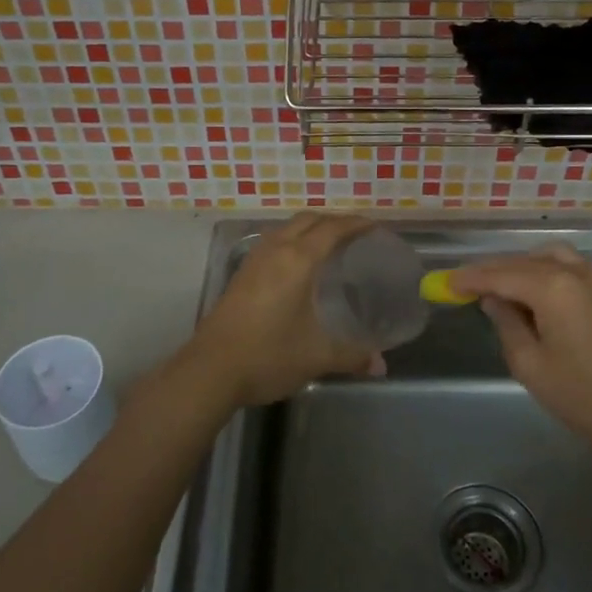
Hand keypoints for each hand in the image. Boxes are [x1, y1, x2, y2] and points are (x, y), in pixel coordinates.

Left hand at [173, 214, 383, 409]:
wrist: (210, 370)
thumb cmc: (268, 356)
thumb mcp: (316, 357)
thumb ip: (352, 356)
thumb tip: (380, 364)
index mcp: (298, 260)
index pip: (332, 229)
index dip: (355, 224)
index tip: (375, 226)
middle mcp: (275, 251)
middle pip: (307, 220)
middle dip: (333, 220)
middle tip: (355, 234)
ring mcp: (254, 261)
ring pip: (286, 228)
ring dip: (309, 228)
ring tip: (329, 245)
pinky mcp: (241, 275)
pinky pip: (273, 242)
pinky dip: (292, 241)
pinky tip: (298, 266)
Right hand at [449, 245, 591, 466]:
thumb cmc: (588, 397)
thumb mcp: (532, 366)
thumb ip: (507, 325)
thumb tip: (494, 300)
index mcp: (554, 287)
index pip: (501, 274)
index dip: (470, 278)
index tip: (445, 283)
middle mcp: (578, 271)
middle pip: (525, 261)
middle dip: (494, 271)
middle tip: (467, 286)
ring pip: (552, 258)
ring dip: (523, 267)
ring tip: (503, 288)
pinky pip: (572, 268)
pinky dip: (548, 273)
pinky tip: (538, 295)